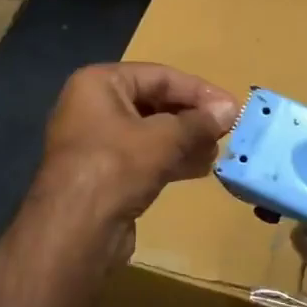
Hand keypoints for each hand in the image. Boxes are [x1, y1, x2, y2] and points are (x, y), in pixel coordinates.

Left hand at [33, 62, 238, 260]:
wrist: (75, 230)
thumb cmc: (116, 166)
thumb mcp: (164, 139)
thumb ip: (198, 123)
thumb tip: (231, 110)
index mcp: (99, 83)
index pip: (159, 76)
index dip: (198, 90)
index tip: (232, 107)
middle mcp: (93, 106)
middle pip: (154, 102)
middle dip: (192, 117)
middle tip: (227, 130)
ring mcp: (96, 142)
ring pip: (150, 133)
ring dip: (185, 140)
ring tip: (218, 150)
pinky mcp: (104, 174)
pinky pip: (143, 157)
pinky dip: (170, 160)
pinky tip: (200, 168)